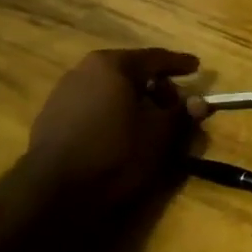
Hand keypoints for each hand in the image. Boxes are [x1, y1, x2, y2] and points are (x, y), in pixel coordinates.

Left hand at [29, 48, 206, 210]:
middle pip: (130, 71)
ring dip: (132, 100)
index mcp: (112, 65)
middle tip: (174, 103)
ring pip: (109, 89)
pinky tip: (120, 133)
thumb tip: (200, 103)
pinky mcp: (51, 118)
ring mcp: (63, 93)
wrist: (54, 193)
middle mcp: (84, 71)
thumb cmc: (116, 154)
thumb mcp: (160, 135)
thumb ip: (181, 114)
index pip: (155, 57)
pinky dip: (112, 112)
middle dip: (155, 85)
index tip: (197, 68)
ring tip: (149, 121)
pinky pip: (92, 106)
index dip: (179, 63)